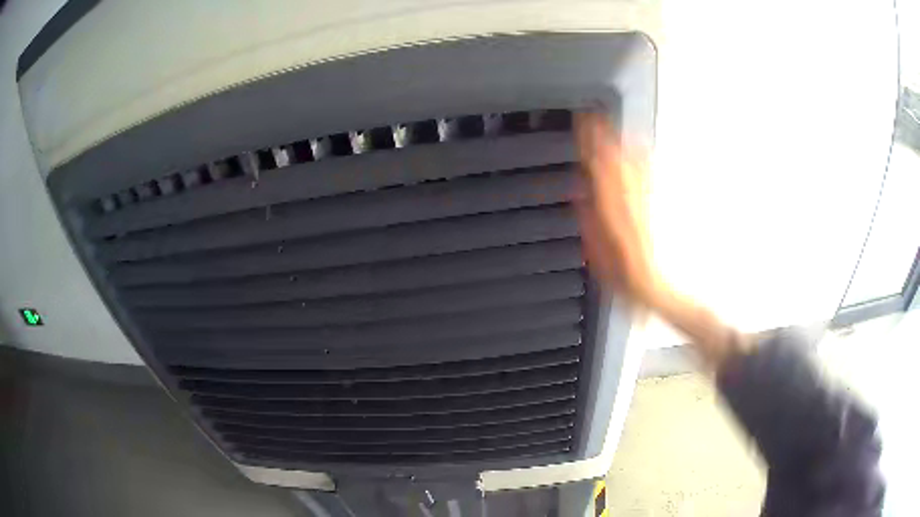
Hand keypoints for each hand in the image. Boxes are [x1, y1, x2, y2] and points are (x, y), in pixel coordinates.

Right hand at [575, 112, 746, 368]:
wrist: (653, 286)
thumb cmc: (623, 277)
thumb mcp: (596, 254)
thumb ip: (588, 221)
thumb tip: (581, 193)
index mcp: (613, 214)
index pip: (600, 171)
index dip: (592, 147)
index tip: (584, 127)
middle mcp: (630, 203)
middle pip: (616, 163)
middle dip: (605, 138)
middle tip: (595, 117)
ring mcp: (644, 203)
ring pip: (633, 166)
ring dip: (622, 144)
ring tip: (613, 126)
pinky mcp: (651, 206)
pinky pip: (646, 177)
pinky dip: (640, 159)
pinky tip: (639, 149)